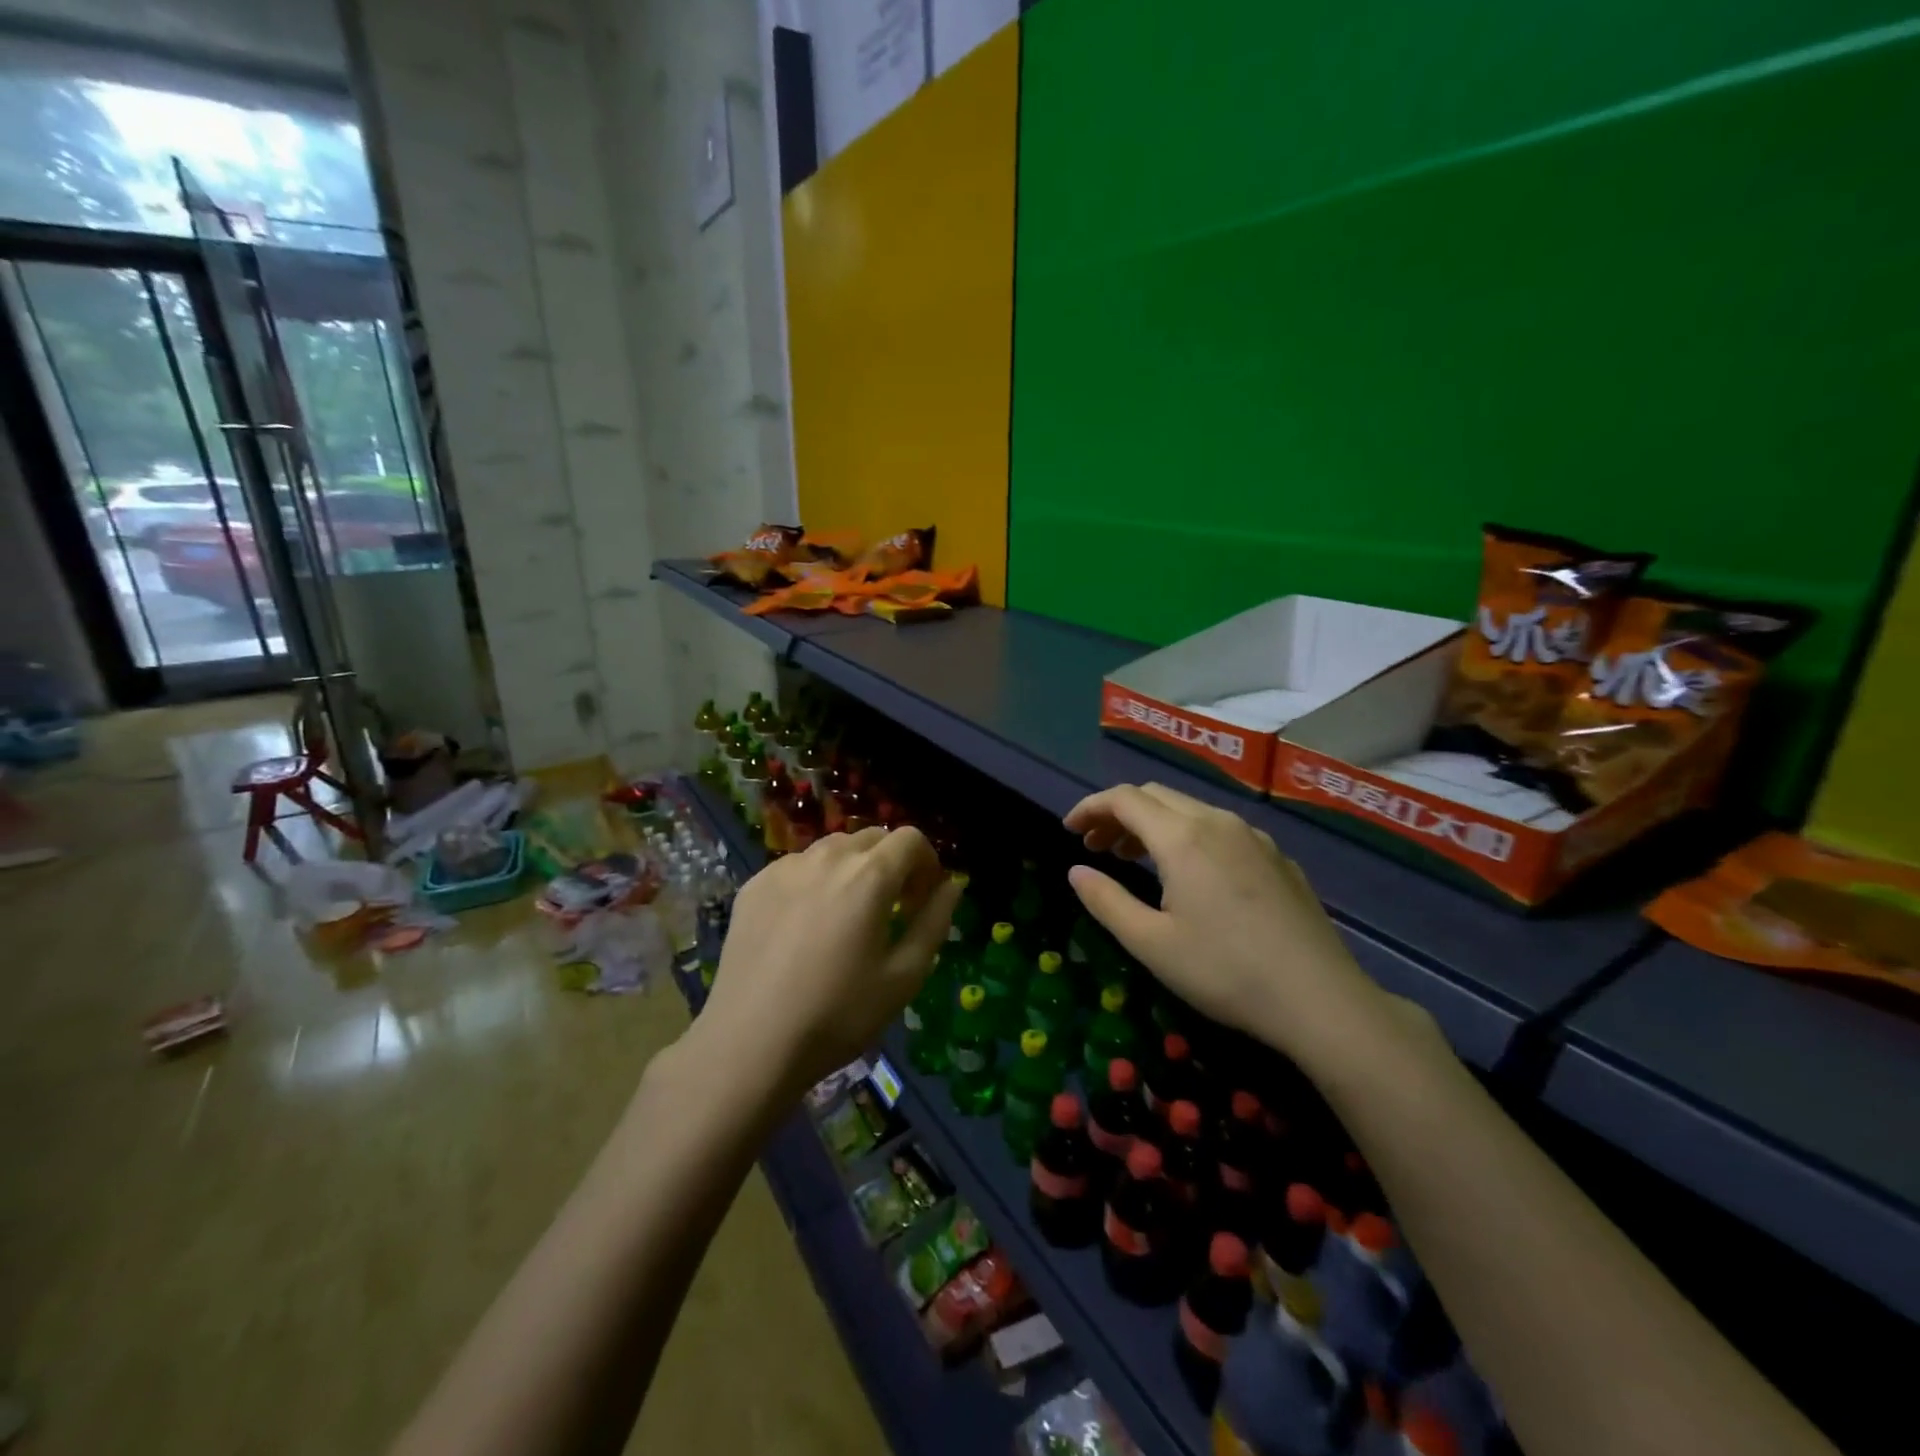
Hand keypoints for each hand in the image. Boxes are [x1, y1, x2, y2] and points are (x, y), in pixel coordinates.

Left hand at [703, 826, 959, 1096]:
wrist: (750, 1044)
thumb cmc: (838, 1015)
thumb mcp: (904, 976)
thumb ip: (935, 922)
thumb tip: (952, 886)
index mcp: (869, 875)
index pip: (910, 839)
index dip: (927, 863)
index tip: (923, 898)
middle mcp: (827, 857)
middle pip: (872, 837)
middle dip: (892, 863)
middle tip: (892, 907)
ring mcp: (785, 868)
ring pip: (833, 848)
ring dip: (853, 867)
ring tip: (848, 914)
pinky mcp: (754, 885)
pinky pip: (798, 867)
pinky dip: (816, 880)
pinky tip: (806, 924)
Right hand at [1063, 783, 1380, 1056]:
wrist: (1321, 999)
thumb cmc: (1225, 972)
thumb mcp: (1152, 943)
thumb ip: (1106, 901)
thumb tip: (1076, 871)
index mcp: (1182, 837)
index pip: (1124, 799)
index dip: (1090, 807)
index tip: (1069, 829)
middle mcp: (1217, 822)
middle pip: (1156, 796)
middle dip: (1118, 813)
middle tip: (1095, 846)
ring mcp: (1253, 837)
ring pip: (1190, 809)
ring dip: (1152, 823)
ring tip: (1132, 857)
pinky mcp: (1277, 857)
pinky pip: (1220, 829)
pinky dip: (1187, 835)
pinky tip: (1190, 874)